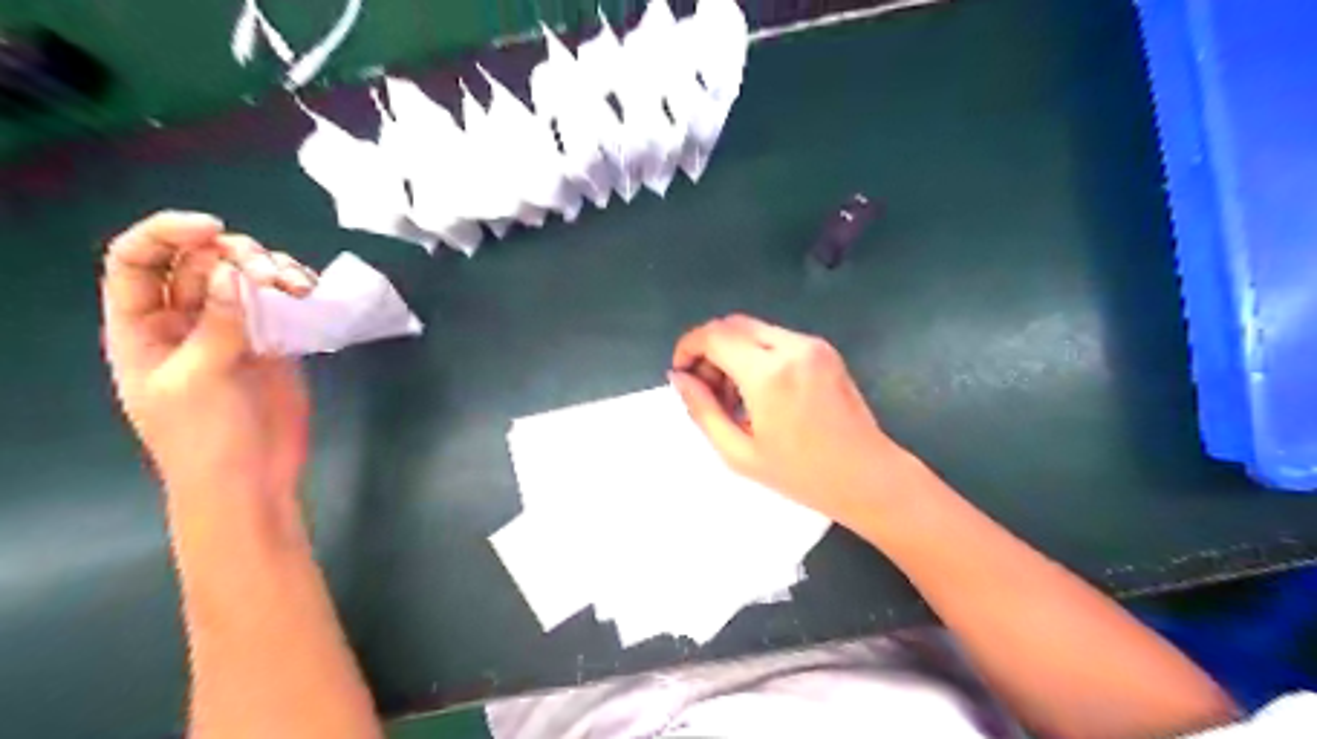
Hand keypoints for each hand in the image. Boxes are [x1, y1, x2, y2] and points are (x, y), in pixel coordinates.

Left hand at [101, 210, 318, 539]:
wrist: (250, 480)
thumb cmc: (204, 438)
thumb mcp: (199, 379)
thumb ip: (216, 323)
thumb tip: (234, 272)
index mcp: (142, 328)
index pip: (138, 262)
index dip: (167, 234)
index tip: (215, 229)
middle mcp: (185, 321)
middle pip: (200, 262)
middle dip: (235, 254)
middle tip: (270, 273)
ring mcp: (232, 331)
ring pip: (245, 278)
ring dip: (271, 270)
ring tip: (299, 286)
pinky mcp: (273, 343)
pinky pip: (279, 303)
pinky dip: (295, 290)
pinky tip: (310, 293)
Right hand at [673, 316, 912, 526]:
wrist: (868, 477)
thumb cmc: (802, 475)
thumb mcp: (739, 452)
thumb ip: (702, 410)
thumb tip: (679, 378)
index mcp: (768, 373)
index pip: (714, 335)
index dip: (688, 347)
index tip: (681, 373)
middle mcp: (791, 347)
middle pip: (732, 324)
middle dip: (709, 349)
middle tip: (706, 389)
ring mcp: (812, 345)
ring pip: (753, 329)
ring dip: (732, 351)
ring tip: (733, 397)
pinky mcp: (824, 350)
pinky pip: (776, 338)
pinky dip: (756, 354)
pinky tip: (760, 392)